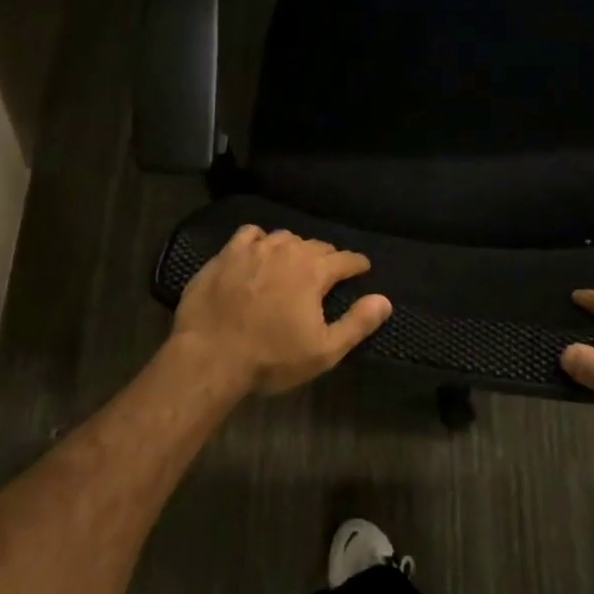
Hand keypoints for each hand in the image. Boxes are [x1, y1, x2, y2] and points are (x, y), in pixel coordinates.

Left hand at [171, 226, 391, 395]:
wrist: (209, 356)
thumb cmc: (270, 358)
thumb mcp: (323, 351)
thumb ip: (357, 323)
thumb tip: (385, 300)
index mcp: (314, 271)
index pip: (346, 259)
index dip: (357, 265)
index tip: (362, 269)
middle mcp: (289, 250)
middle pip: (317, 246)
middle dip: (327, 258)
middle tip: (326, 274)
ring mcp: (255, 248)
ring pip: (285, 238)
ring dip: (295, 249)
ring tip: (293, 264)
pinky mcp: (227, 253)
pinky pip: (251, 234)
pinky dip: (260, 241)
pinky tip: (258, 253)